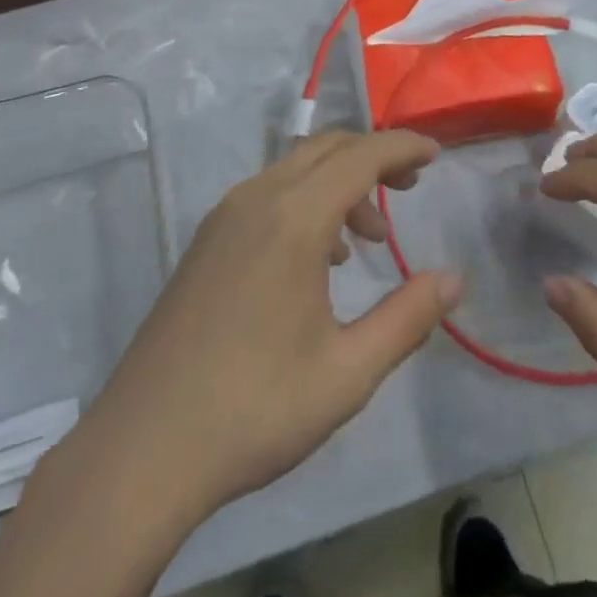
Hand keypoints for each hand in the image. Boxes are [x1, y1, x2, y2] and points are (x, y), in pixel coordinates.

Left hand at [73, 128, 461, 525]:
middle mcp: (257, 199)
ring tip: (367, 239)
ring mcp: (224, 217)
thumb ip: (407, 318)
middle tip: (410, 187)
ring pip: (295, 169)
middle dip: (373, 156)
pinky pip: (268, 193)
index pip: (360, 156)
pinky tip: (317, 258)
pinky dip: (306, 200)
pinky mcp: (206, 240)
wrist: (143, 449)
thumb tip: (454, 279)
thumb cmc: (254, 409)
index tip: (437, 155)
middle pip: (326, 148)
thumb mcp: (347, 373)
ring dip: (339, 183)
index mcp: (294, 218)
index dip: (402, 148)